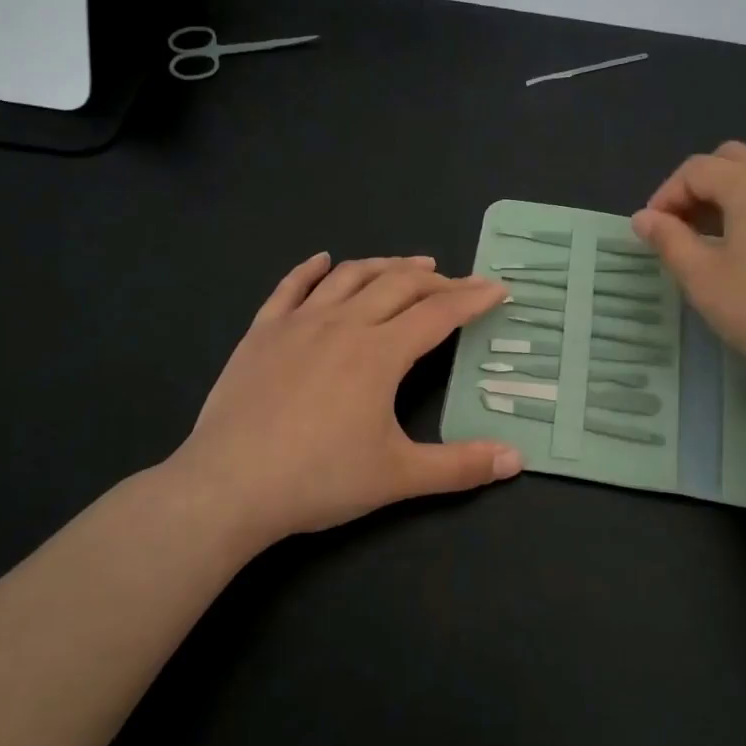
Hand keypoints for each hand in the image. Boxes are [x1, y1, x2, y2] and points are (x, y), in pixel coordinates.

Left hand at [158, 253, 521, 553]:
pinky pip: (290, 287)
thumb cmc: (319, 479)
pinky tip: (324, 260)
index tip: (498, 288)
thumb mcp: (399, 476)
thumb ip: (460, 466)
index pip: (439, 313)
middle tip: (457, 283)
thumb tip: (517, 460)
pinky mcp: (261, 333)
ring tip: (409, 264)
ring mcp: (298, 324)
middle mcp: (343, 324)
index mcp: (380, 353)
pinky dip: (311, 269)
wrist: (229, 486)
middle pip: (398, 285)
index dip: (473, 298)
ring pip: (350, 277)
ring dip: (385, 265)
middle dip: (436, 279)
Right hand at [633, 138, 745, 397]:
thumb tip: (642, 217)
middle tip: (686, 225)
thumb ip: (669, 240)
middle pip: (732, 157)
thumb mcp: (702, 279)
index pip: (696, 170)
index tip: (654, 229)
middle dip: (700, 183)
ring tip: (728, 218)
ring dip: (740, 178)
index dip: (667, 194)